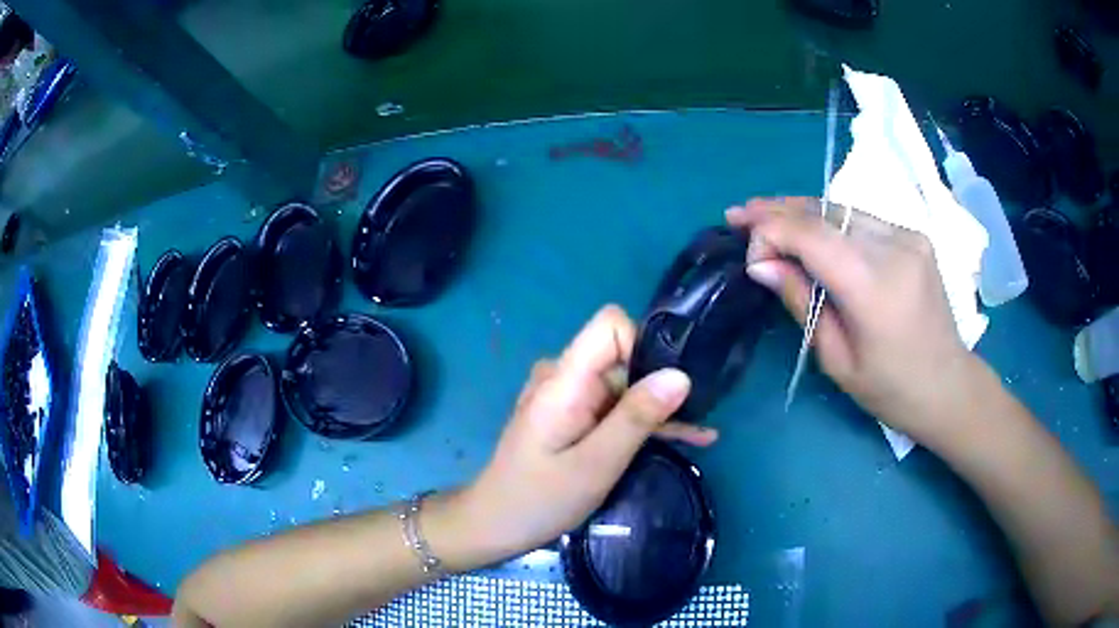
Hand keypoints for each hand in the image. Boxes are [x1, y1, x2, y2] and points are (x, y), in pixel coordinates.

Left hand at [453, 305, 716, 563]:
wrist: (495, 524)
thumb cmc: (540, 500)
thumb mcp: (595, 465)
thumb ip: (636, 418)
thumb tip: (680, 375)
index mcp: (565, 380)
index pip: (610, 326)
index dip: (645, 345)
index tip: (671, 384)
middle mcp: (565, 378)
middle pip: (623, 357)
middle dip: (661, 384)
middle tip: (700, 415)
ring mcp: (568, 397)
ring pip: (624, 386)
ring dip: (658, 409)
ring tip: (701, 432)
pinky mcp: (572, 416)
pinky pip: (613, 408)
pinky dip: (642, 422)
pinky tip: (687, 437)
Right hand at [726, 197, 980, 442]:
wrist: (948, 385)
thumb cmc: (890, 389)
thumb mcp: (836, 359)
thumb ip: (800, 302)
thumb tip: (760, 264)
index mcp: (874, 286)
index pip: (811, 234)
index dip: (771, 231)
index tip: (744, 246)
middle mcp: (894, 247)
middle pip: (825, 211)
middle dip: (778, 210)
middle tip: (740, 214)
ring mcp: (908, 236)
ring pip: (842, 208)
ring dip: (802, 211)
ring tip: (767, 216)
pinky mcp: (914, 236)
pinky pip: (861, 219)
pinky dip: (830, 221)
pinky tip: (810, 229)